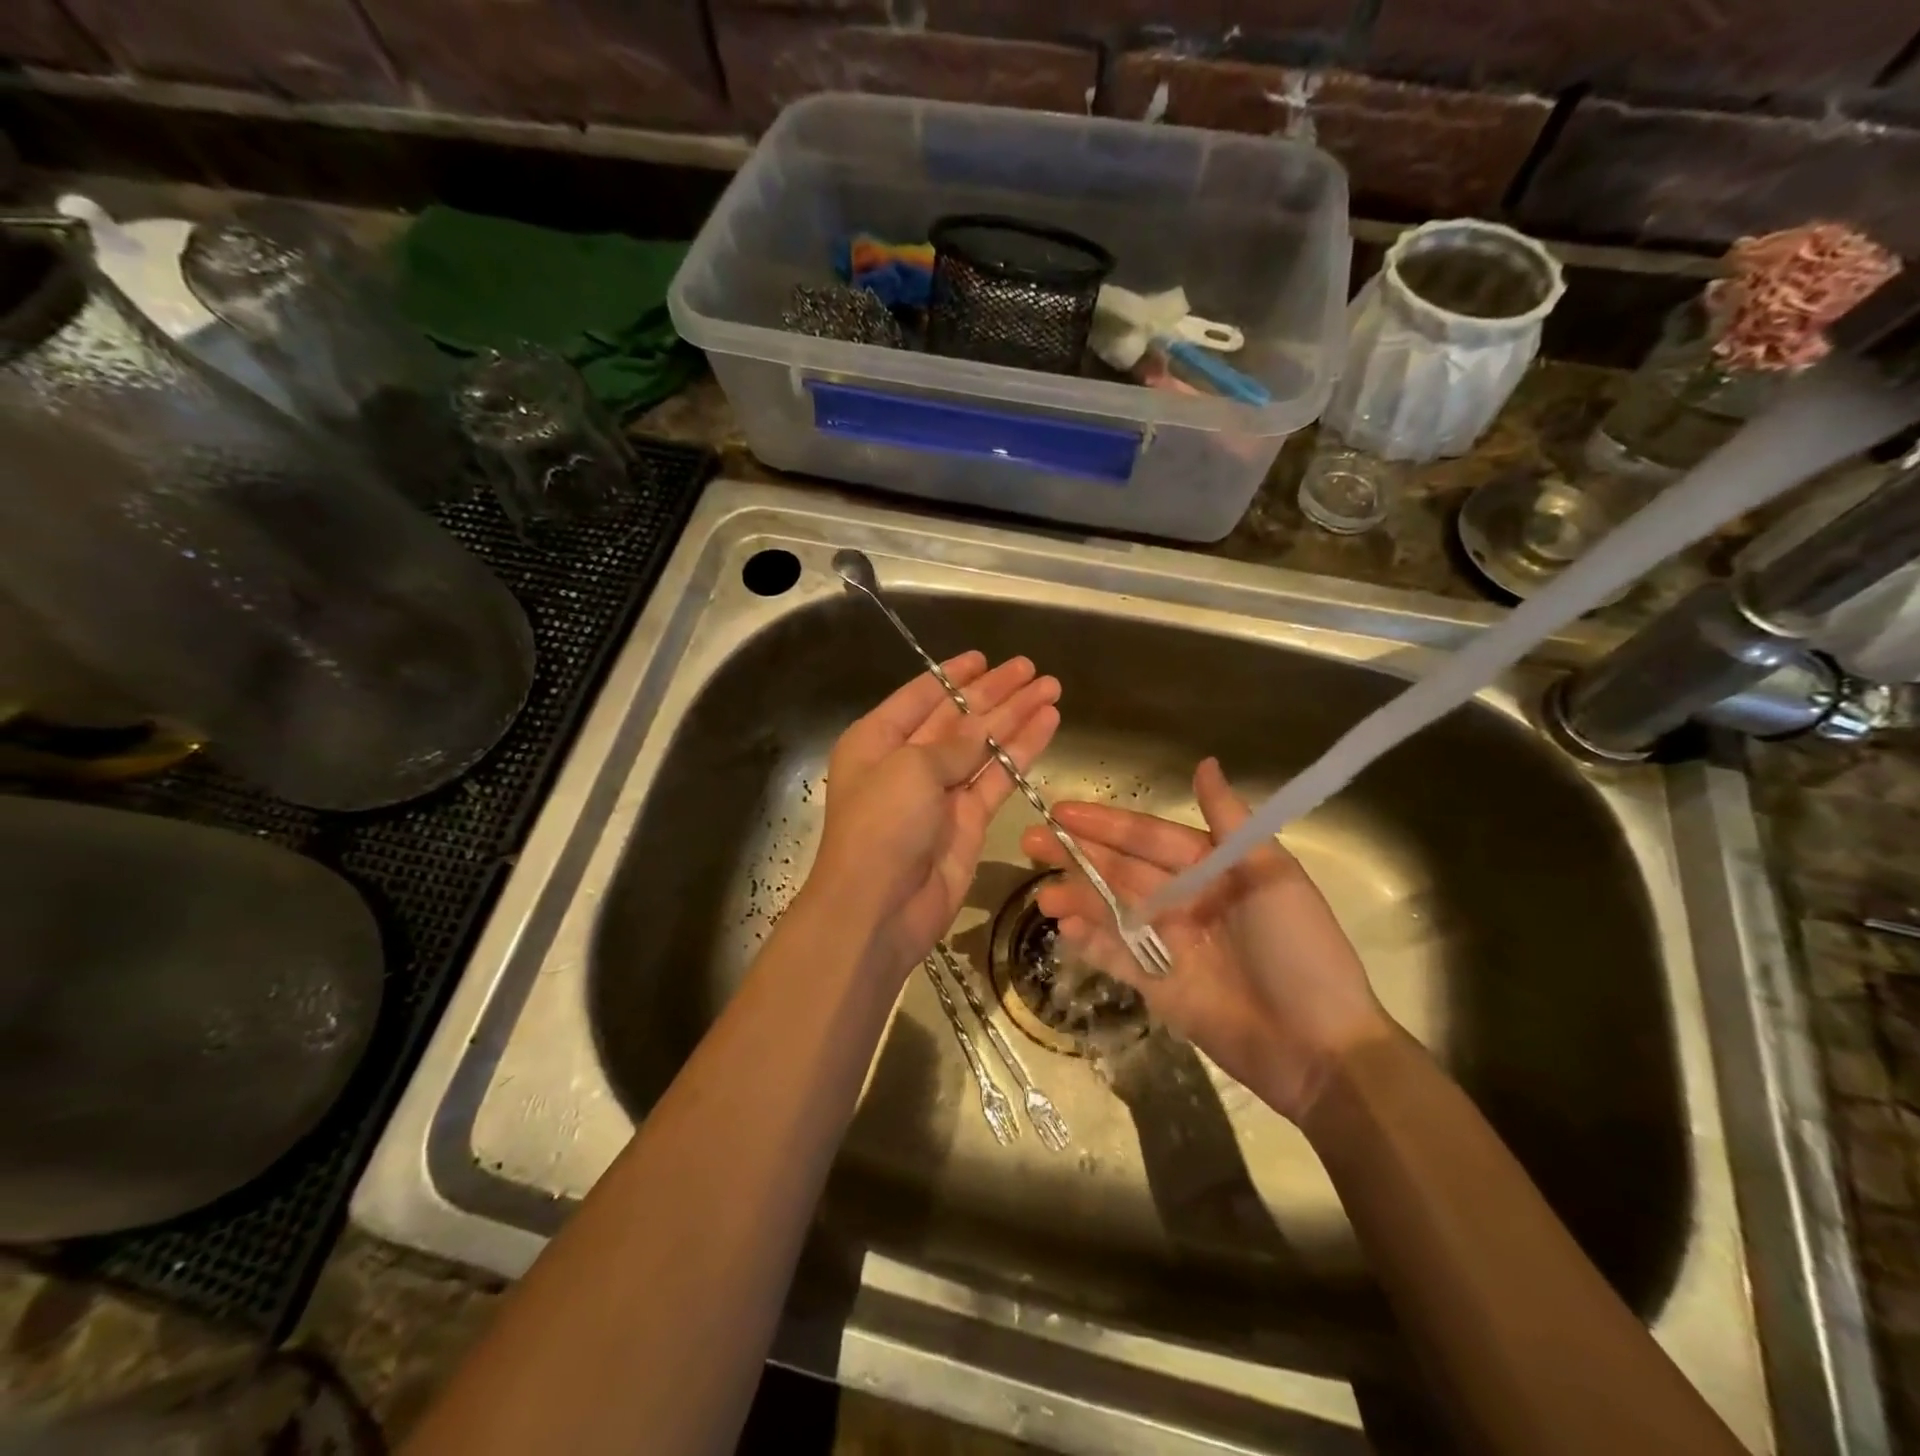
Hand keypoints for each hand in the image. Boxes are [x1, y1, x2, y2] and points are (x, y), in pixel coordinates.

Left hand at [807, 652, 1059, 978]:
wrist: (879, 908)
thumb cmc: (882, 825)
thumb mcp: (912, 768)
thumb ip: (955, 742)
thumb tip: (986, 724)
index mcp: (877, 740)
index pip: (920, 697)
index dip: (953, 676)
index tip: (984, 657)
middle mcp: (907, 761)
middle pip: (958, 717)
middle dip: (995, 693)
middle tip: (1031, 669)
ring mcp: (939, 792)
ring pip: (984, 745)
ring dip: (1016, 717)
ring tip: (1051, 688)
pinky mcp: (968, 820)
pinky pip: (998, 777)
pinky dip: (1021, 751)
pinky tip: (1046, 724)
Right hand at [1020, 757, 1391, 1120]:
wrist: (1321, 1048)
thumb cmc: (1301, 951)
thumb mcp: (1273, 876)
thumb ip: (1230, 821)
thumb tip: (1204, 763)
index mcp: (1211, 869)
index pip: (1148, 837)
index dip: (1106, 823)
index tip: (1062, 810)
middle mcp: (1185, 900)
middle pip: (1121, 870)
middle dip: (1077, 855)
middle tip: (1031, 840)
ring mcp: (1168, 944)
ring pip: (1112, 911)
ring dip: (1077, 898)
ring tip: (1042, 893)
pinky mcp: (1159, 986)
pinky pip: (1116, 957)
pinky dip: (1090, 942)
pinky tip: (1064, 929)